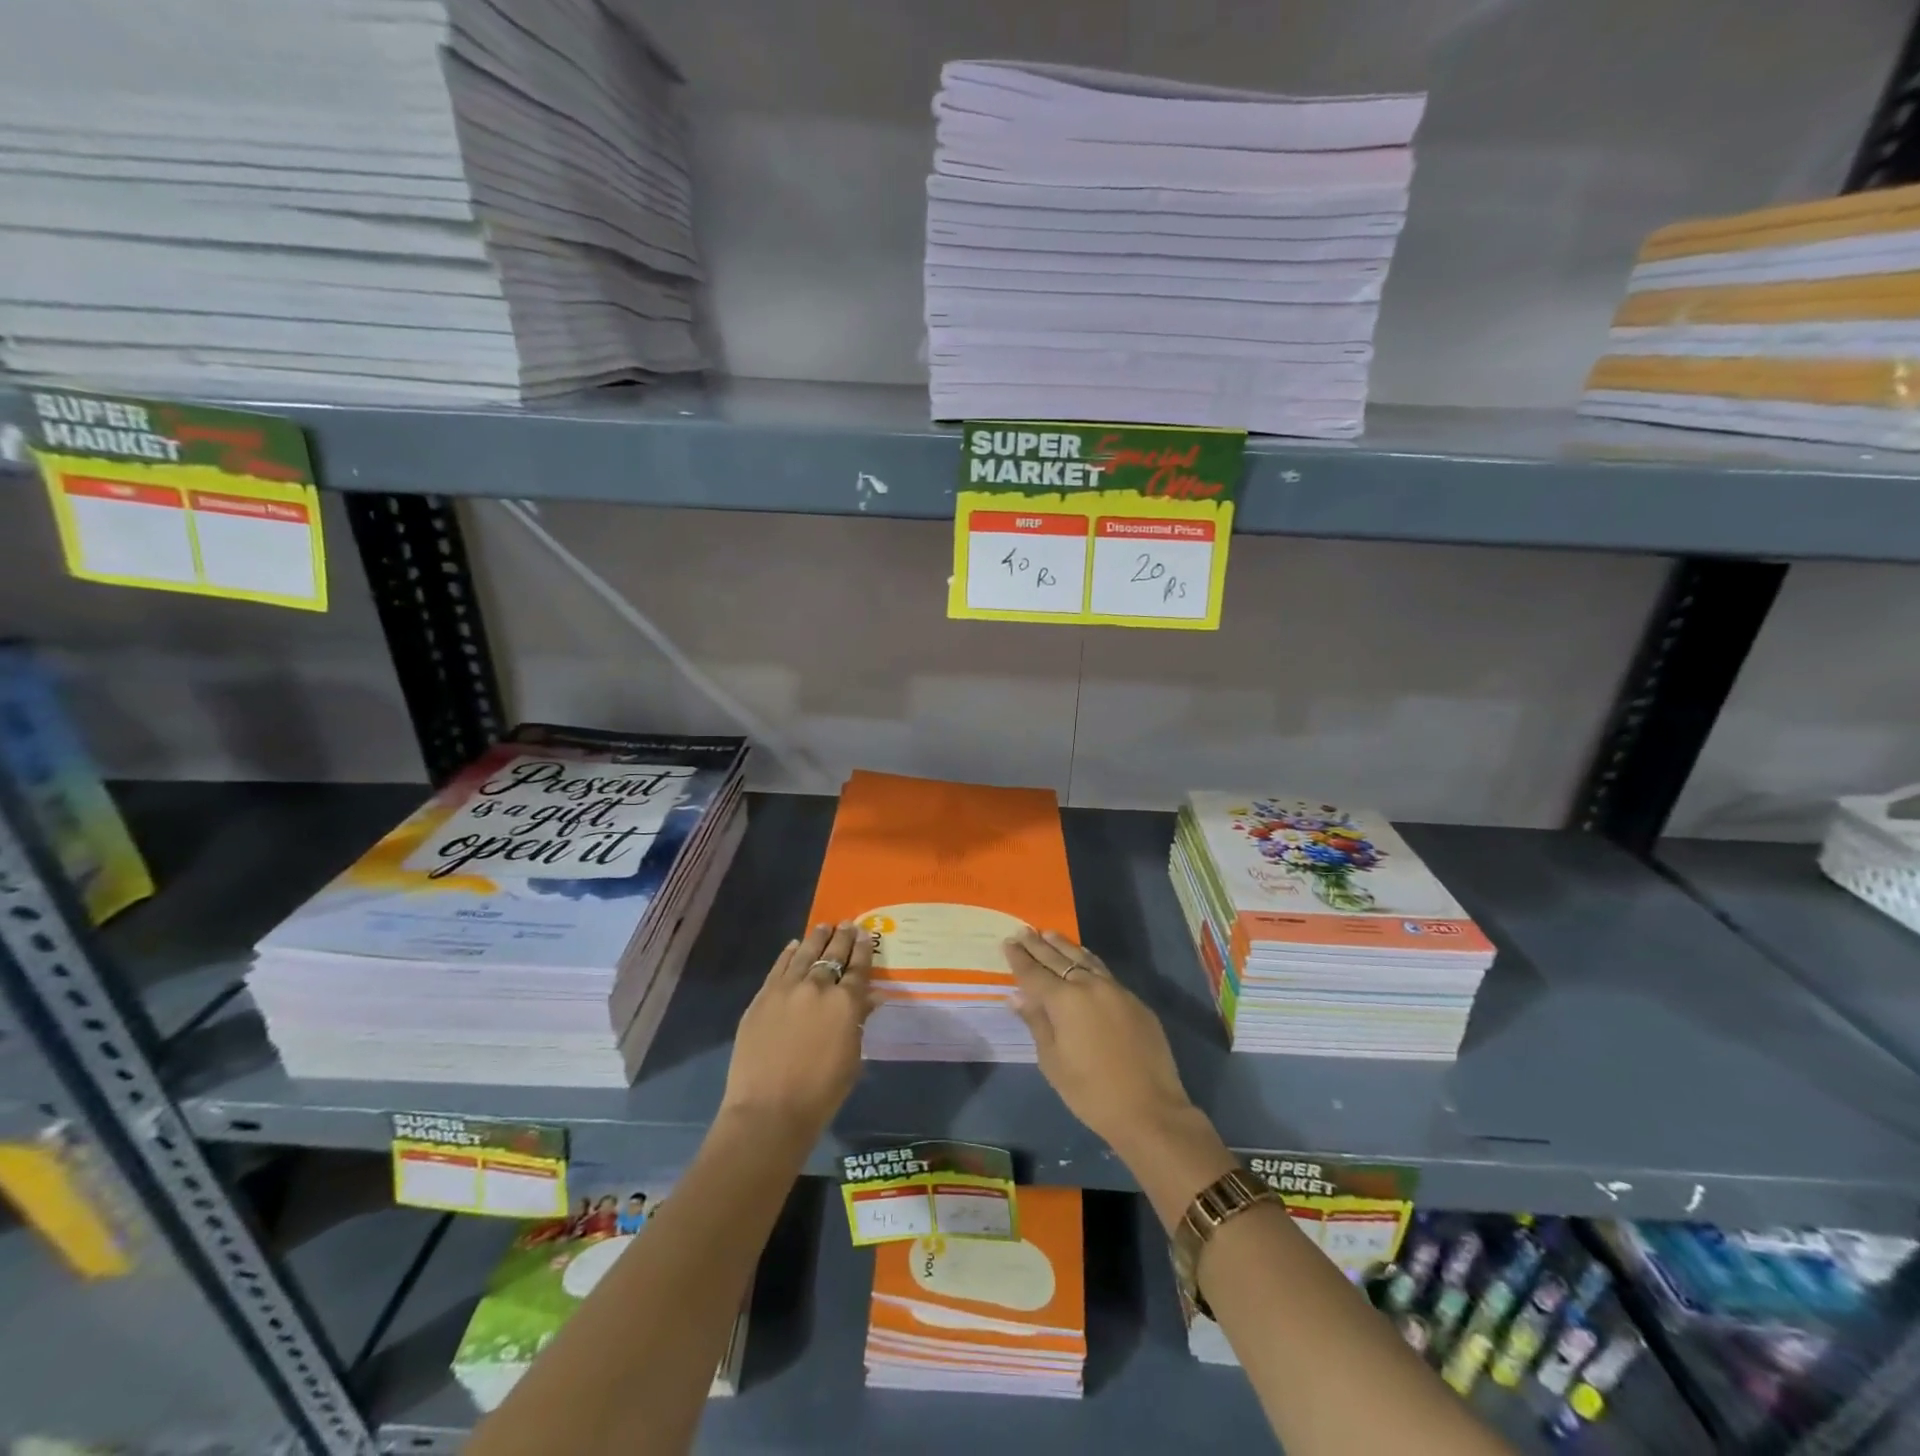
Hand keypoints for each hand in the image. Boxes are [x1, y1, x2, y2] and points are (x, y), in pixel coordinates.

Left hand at [721, 921, 874, 1143]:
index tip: (866, 935)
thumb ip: (859, 1022)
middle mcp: (819, 987)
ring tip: (824, 926)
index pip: (859, 968)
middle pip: (833, 954)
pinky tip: (795, 945)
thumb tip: (869, 998)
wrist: (769, 1109)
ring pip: (806, 954)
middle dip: (843, 938)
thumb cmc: (821, 1093)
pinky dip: (789, 953)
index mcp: (846, 1003)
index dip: (864, 950)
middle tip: (848, 925)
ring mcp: (787, 989)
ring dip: (817, 938)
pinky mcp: (763, 996)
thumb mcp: (852, 1058)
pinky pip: (779, 967)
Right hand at [1002, 928, 1195, 1155]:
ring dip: (1064, 946)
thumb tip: (1017, 996)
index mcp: (1064, 1000)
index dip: (1019, 958)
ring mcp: (1116, 990)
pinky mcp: (1135, 1001)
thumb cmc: (1090, 1092)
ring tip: (1049, 934)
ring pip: (1085, 959)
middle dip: (1038, 945)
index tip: (1008, 942)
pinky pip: (1104, 972)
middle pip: (1058, 959)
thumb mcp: (1053, 1061)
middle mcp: (1089, 986)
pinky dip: (1088, 961)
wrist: (1149, 1109)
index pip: (1034, 973)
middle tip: (1023, 931)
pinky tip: (1084, 958)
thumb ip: (1036, 1022)